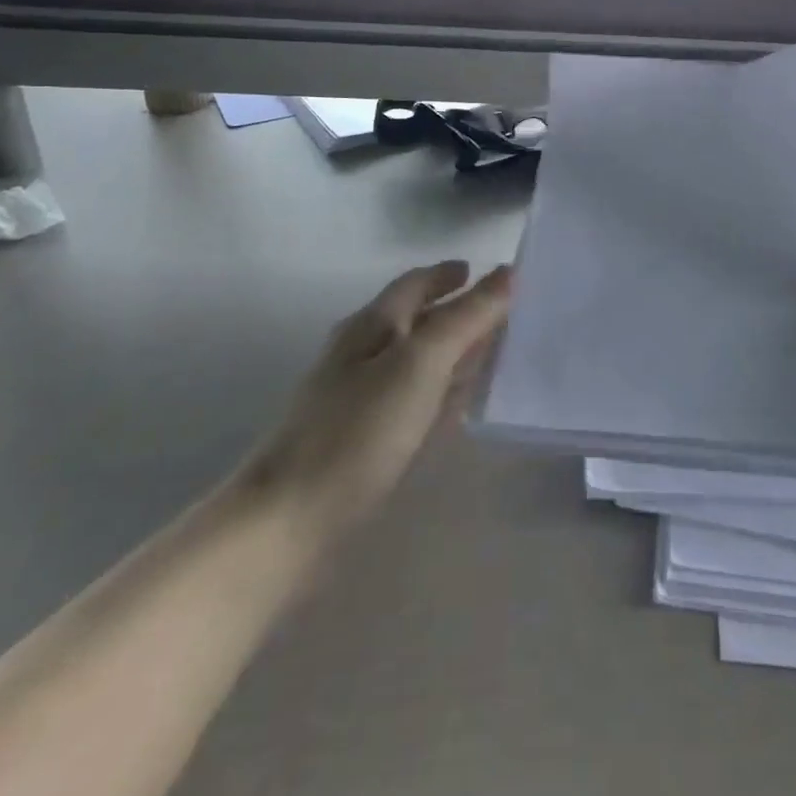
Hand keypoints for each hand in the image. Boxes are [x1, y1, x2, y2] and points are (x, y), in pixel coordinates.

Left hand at [239, 261, 511, 530]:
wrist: (288, 523)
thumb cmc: (358, 431)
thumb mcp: (421, 363)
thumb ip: (467, 317)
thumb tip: (508, 272)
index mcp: (371, 326)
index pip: (416, 284)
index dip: (450, 275)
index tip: (489, 272)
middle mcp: (362, 354)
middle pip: (417, 321)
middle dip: (457, 312)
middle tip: (504, 313)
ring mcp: (359, 399)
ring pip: (416, 362)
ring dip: (452, 352)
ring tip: (493, 351)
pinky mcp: (362, 441)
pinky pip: (412, 400)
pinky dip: (440, 391)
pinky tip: (459, 404)